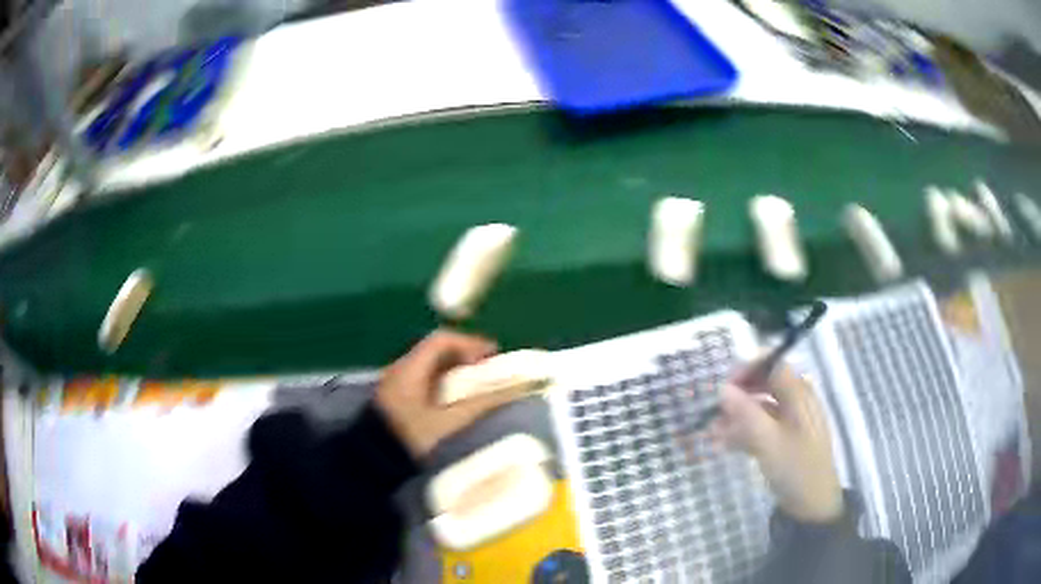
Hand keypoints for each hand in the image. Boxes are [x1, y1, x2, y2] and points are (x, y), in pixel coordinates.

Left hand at [375, 329, 528, 458]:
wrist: (372, 458)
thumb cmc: (410, 437)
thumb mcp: (448, 422)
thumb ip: (480, 405)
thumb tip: (514, 390)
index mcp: (411, 367)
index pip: (442, 340)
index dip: (470, 343)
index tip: (493, 354)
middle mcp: (401, 368)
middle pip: (436, 349)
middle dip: (465, 354)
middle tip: (488, 367)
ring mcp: (396, 382)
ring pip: (429, 364)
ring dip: (454, 367)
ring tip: (477, 381)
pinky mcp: (395, 396)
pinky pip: (423, 377)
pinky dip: (443, 379)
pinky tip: (454, 397)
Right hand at [713, 365, 842, 523]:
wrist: (812, 504)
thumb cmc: (795, 468)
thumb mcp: (769, 442)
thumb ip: (746, 414)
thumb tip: (721, 389)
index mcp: (799, 394)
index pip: (773, 364)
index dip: (747, 368)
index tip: (723, 386)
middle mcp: (797, 401)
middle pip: (765, 384)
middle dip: (738, 395)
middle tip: (714, 411)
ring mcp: (791, 421)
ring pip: (760, 407)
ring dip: (737, 416)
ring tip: (713, 433)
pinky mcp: (785, 439)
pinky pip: (762, 425)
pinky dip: (744, 431)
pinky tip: (725, 444)